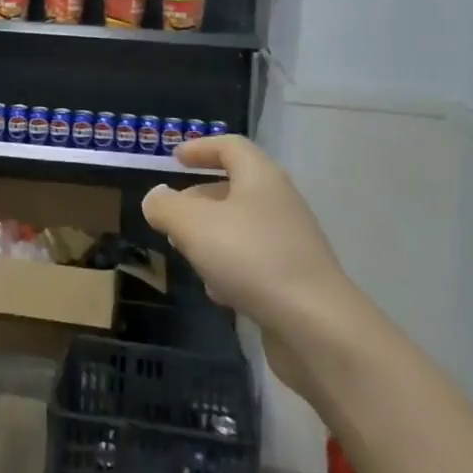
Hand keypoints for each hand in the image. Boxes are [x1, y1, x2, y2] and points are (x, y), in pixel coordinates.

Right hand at [141, 133, 350, 343]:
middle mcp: (279, 202)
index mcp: (260, 177)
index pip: (230, 146)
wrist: (316, 326)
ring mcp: (291, 241)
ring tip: (186, 253)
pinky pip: (254, 260)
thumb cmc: (251, 258)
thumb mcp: (193, 225)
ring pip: (241, 226)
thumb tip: (156, 197)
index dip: (200, 148)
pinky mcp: (295, 277)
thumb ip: (167, 206)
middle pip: (234, 187)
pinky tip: (217, 292)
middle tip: (171, 216)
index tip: (174, 158)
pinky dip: (231, 267)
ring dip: (211, 235)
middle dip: (198, 199)